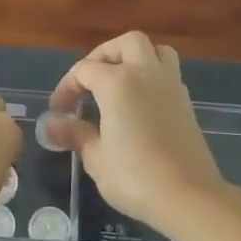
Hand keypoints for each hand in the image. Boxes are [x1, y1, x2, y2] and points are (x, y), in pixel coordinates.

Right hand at [43, 31, 225, 231]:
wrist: (189, 196)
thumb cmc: (135, 176)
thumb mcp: (96, 157)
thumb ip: (74, 134)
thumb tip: (51, 125)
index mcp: (118, 82)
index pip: (84, 70)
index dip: (66, 87)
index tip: (58, 111)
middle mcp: (146, 73)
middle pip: (126, 44)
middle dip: (104, 56)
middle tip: (89, 82)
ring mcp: (171, 85)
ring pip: (155, 51)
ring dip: (134, 58)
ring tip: (117, 83)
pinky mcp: (186, 102)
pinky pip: (167, 73)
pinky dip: (150, 77)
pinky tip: (138, 104)